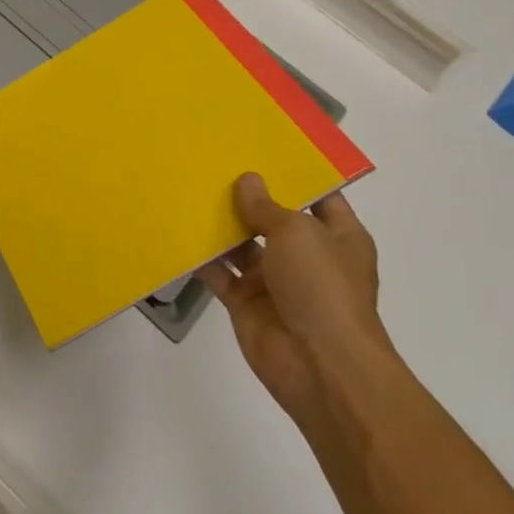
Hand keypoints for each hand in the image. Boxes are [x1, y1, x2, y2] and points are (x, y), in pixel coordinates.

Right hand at [198, 174, 392, 422]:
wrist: (319, 365)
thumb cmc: (322, 288)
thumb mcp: (298, 233)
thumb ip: (267, 206)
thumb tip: (247, 180)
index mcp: (337, 237)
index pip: (318, 197)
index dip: (293, 174)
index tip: (260, 148)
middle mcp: (306, 256)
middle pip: (272, 218)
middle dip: (246, 196)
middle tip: (211, 161)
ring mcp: (274, 280)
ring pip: (241, 244)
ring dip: (219, 223)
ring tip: (187, 187)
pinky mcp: (245, 301)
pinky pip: (218, 272)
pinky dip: (200, 256)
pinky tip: (175, 229)